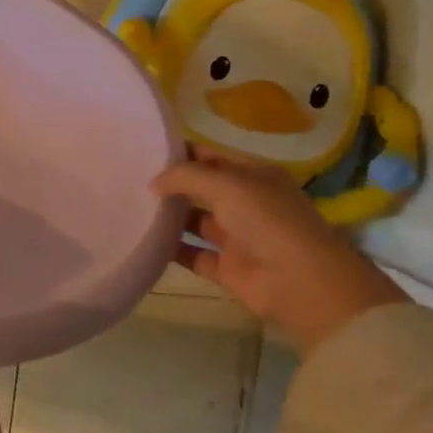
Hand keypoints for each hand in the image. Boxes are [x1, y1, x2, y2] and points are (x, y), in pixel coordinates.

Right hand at [152, 147, 408, 353]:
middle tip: (130, 178)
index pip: (211, 156)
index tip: (144, 150)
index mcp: (253, 176)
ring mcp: (236, 236)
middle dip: (171, 184)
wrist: (301, 283)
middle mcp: (245, 203)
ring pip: (195, 221)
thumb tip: (153, 183)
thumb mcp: (227, 185)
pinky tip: (143, 240)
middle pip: (201, 188)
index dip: (182, 152)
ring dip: (169, 216)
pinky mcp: (227, 268)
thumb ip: (186, 176)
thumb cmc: (268, 221)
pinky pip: (192, 254)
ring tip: (131, 207)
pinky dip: (171, 249)